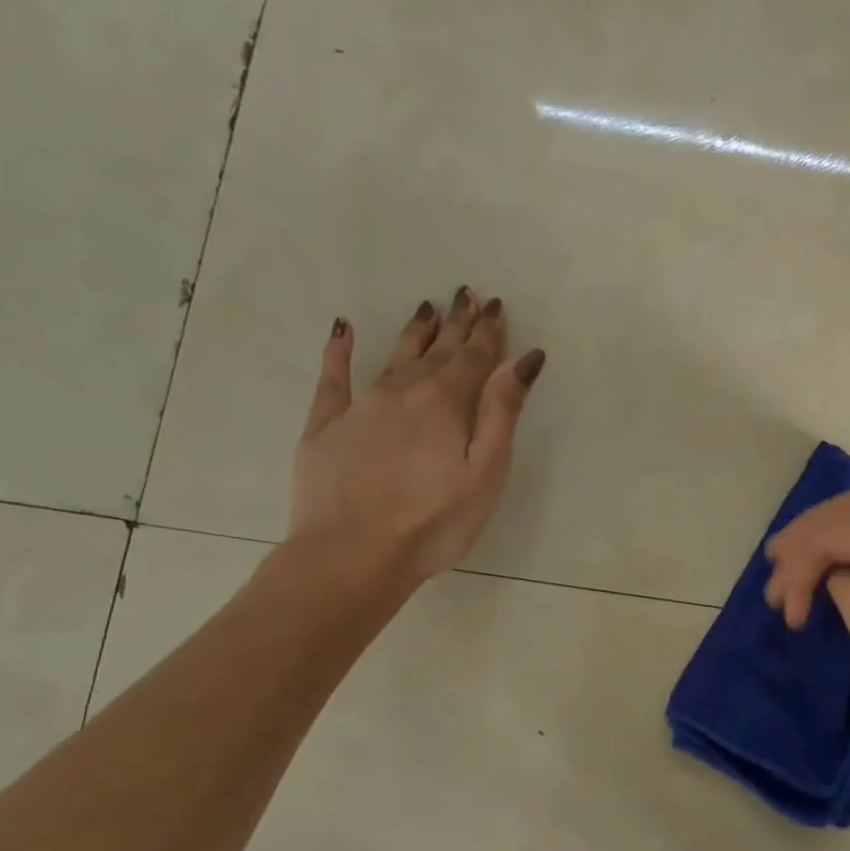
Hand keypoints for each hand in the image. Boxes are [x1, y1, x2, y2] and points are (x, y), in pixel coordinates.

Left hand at [290, 287, 545, 588]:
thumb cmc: (434, 522)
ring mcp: (360, 406)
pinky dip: (339, 351)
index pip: (474, 357)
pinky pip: (333, 377)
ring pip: (393, 356)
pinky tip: (343, 330)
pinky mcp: (325, 426)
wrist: (352, 556)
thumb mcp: (486, 472)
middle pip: (437, 350)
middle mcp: (403, 391)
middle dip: (457, 323)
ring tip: (427, 308)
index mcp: (446, 403)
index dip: (488, 332)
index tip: (495, 306)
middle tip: (466, 294)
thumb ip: (502, 412)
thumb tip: (524, 359)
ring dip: (414, 331)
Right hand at [762, 481, 849, 721]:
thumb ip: (847, 592)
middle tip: (771, 576)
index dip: (800, 568)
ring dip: (823, 530)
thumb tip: (835, 571)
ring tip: (789, 558)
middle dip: (803, 542)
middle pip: (845, 509)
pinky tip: (831, 549)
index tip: (786, 612)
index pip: (836, 533)